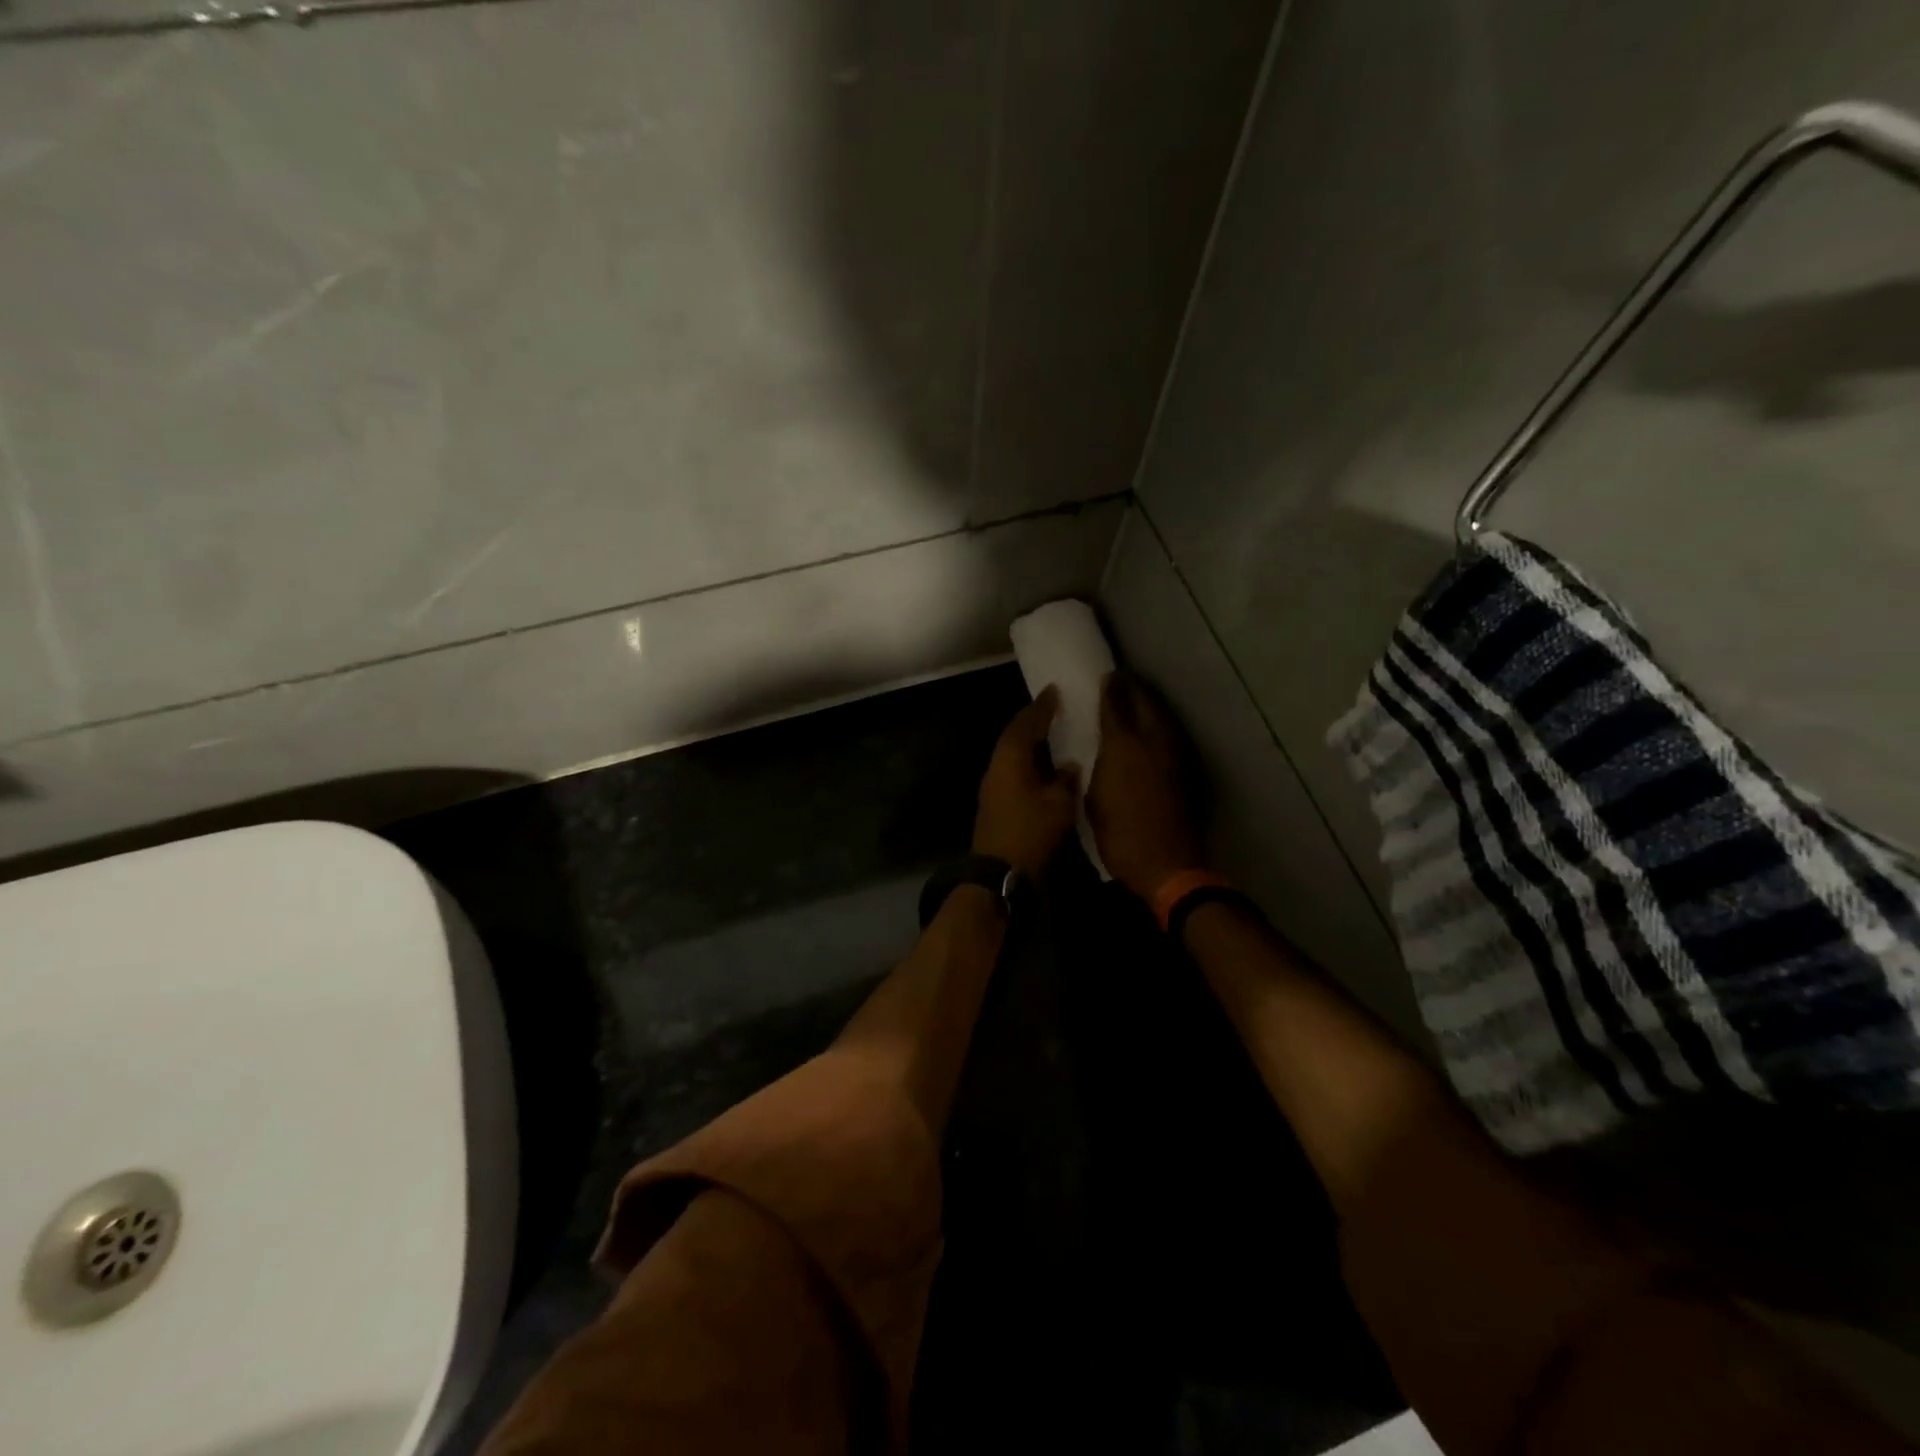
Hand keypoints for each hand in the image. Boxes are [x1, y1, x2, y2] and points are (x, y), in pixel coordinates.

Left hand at [973, 687, 1080, 878]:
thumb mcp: (1059, 803)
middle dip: (1034, 723)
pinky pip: (1015, 774)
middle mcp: (997, 768)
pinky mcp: (996, 807)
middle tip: (1056, 710)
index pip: (1026, 723)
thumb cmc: (1031, 833)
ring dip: (1032, 746)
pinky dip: (1030, 766)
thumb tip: (1068, 765)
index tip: (1055, 691)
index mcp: (1010, 759)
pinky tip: (1047, 770)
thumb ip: (1065, 779)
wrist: (1000, 877)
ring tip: (1055, 737)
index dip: (1042, 706)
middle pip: (1015, 737)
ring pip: (1014, 757)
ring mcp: (993, 789)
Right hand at [1086, 673, 1207, 900]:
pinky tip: (1153, 729)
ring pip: (1162, 717)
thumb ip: (1096, 768)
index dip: (1110, 689)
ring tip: (1138, 699)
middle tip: (1122, 682)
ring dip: (1150, 704)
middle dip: (1133, 689)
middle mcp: (1151, 742)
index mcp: (1122, 747)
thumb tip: (1099, 752)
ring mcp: (1173, 755)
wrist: (1166, 864)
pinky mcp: (1185, 771)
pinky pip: (1171, 735)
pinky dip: (1160, 725)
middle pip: (1145, 704)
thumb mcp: (1094, 800)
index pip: (1115, 706)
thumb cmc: (1119, 836)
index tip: (1106, 676)